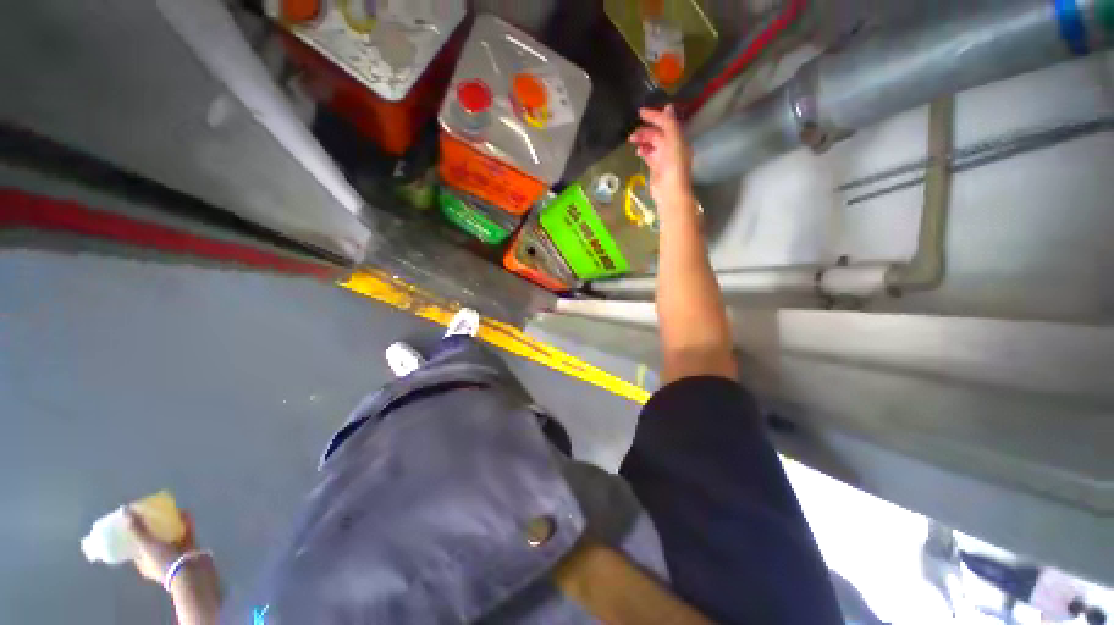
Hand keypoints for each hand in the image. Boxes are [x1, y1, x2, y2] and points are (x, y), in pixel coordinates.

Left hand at [125, 507, 196, 585]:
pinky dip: (185, 522)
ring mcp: (175, 554)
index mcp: (145, 564)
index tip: (133, 523)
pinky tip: (185, 512)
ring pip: (170, 536)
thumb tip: (124, 511)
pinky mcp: (190, 547)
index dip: (133, 536)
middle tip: (152, 513)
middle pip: (153, 541)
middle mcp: (158, 559)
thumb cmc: (164, 562)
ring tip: (170, 510)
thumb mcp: (147, 546)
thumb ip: (137, 529)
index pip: (135, 549)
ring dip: (169, 524)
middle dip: (153, 528)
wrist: (191, 571)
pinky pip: (186, 532)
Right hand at [628, 105, 693, 208]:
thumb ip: (670, 124)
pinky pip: (649, 154)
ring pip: (651, 144)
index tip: (640, 113)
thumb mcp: (674, 141)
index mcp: (678, 138)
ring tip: (633, 142)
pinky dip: (643, 151)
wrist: (670, 192)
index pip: (666, 122)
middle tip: (632, 135)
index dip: (654, 116)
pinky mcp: (656, 167)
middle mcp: (672, 146)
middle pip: (657, 133)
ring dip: (642, 141)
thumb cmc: (673, 166)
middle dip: (645, 131)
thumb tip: (668, 107)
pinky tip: (638, 152)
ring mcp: (664, 157)